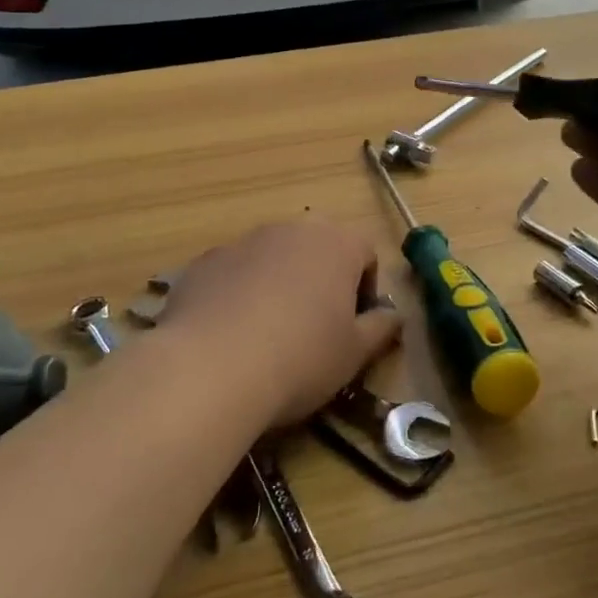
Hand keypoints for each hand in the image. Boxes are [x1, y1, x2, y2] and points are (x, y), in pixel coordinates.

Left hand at [160, 217, 402, 428]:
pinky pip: (234, 273)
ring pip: (274, 258)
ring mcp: (243, 241)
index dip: (366, 289)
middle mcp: (291, 229)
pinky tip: (231, 335)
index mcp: (337, 243)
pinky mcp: (204, 262)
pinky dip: (239, 294)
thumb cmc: (300, 358)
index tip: (355, 326)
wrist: (209, 368)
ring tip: (269, 334)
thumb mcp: (354, 354)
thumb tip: (393, 316)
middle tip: (316, 327)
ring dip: (279, 284)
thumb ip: (380, 328)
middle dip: (322, 280)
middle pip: (318, 248)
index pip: (366, 253)